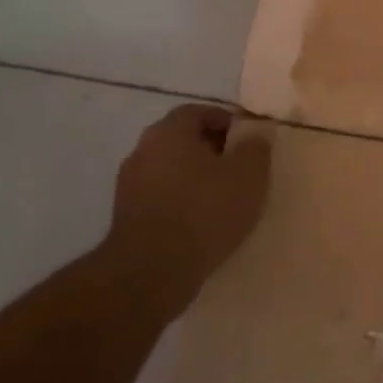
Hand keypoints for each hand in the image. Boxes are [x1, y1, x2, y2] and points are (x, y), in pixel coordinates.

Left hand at [106, 104, 270, 313]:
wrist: (152, 270)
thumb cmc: (205, 211)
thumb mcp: (249, 175)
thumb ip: (256, 147)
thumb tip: (257, 132)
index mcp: (169, 132)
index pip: (198, 112)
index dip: (226, 121)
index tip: (248, 140)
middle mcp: (143, 151)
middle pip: (182, 139)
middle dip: (211, 149)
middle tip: (239, 167)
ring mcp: (129, 185)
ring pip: (170, 169)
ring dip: (195, 177)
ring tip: (223, 197)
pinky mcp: (125, 216)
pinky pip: (161, 196)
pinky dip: (181, 200)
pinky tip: (202, 221)